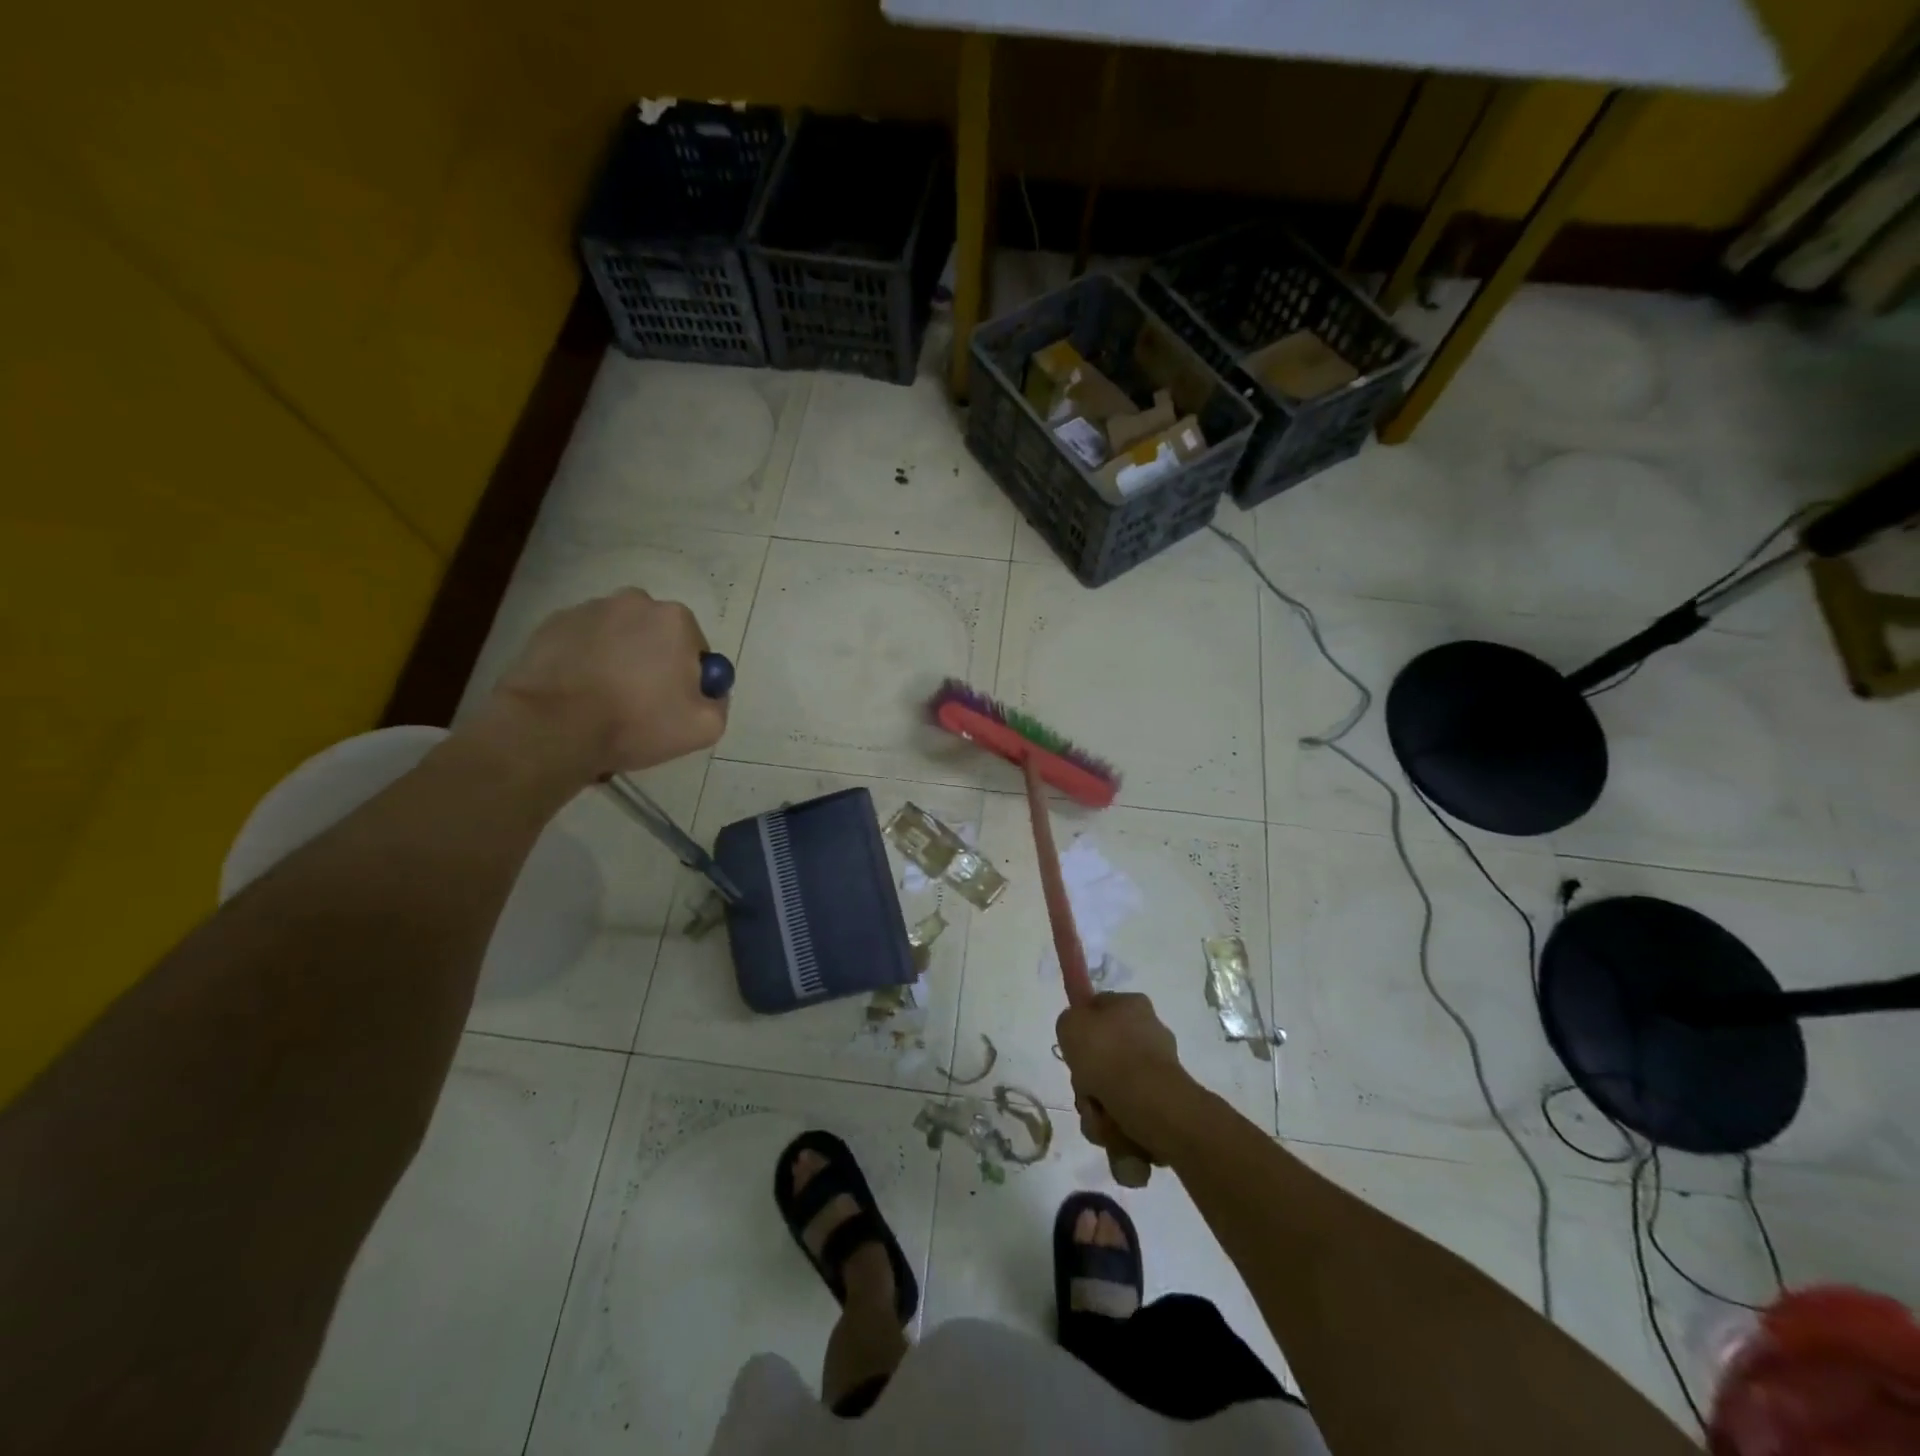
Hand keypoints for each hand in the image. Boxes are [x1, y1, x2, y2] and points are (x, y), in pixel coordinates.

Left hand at [467, 590, 727, 784]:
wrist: (552, 727)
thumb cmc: (636, 722)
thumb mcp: (704, 727)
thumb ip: (719, 702)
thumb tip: (710, 691)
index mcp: (675, 619)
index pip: (696, 650)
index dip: (689, 681)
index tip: (672, 706)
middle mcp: (634, 602)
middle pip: (656, 637)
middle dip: (653, 664)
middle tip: (639, 704)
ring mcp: (588, 609)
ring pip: (618, 637)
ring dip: (618, 661)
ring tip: (603, 701)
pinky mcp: (552, 625)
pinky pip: (583, 643)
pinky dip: (585, 662)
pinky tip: (578, 693)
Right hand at [1055, 992, 1196, 1163]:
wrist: (1149, 1102)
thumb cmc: (1107, 1054)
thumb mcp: (1070, 1024)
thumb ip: (1069, 1022)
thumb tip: (1079, 1032)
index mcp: (1132, 1005)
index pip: (1098, 1010)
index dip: (1081, 1031)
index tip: (1073, 1051)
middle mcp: (1150, 1033)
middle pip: (1104, 1058)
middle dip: (1088, 1081)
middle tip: (1084, 1090)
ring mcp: (1160, 1070)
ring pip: (1113, 1091)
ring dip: (1099, 1109)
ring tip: (1099, 1117)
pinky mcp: (1166, 1105)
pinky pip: (1130, 1116)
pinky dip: (1118, 1128)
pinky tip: (1115, 1130)